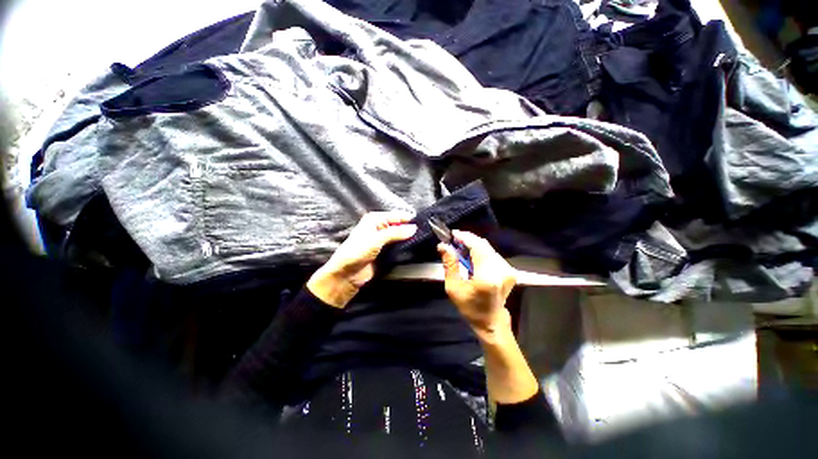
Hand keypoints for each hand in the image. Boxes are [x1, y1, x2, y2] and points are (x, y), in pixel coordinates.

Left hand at [307, 211, 416, 307]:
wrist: (347, 275)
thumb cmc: (357, 252)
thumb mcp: (376, 239)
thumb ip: (396, 233)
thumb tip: (414, 228)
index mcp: (375, 220)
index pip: (396, 216)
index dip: (409, 219)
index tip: (424, 223)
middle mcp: (380, 228)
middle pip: (399, 226)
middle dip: (410, 229)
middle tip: (426, 233)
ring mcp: (383, 241)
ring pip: (400, 237)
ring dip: (409, 239)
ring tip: (424, 240)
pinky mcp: (385, 252)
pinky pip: (398, 247)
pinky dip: (405, 247)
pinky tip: (415, 248)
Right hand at [438, 230, 516, 340]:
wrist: (491, 322)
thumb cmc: (470, 308)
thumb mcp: (453, 288)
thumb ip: (449, 265)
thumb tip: (443, 246)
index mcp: (487, 277)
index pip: (477, 247)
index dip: (465, 237)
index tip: (453, 234)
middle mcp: (501, 271)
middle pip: (484, 245)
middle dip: (468, 240)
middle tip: (454, 241)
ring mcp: (508, 270)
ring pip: (488, 248)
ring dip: (474, 245)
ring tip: (461, 248)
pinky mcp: (509, 270)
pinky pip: (492, 254)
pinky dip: (481, 251)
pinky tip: (472, 256)